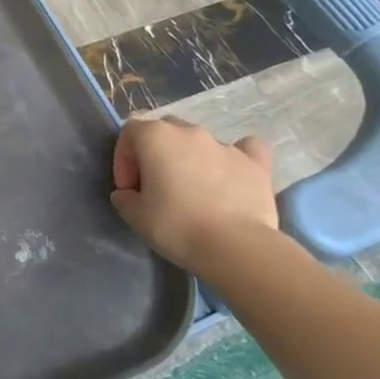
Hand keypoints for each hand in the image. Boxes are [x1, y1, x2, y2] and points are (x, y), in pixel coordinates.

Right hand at [110, 117, 277, 272]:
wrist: (235, 247)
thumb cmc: (176, 226)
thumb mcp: (134, 215)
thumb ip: (124, 197)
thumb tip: (129, 194)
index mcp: (155, 136)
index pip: (129, 134)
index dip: (124, 160)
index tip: (129, 189)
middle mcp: (189, 132)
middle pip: (164, 131)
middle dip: (155, 154)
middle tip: (155, 187)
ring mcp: (225, 145)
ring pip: (199, 142)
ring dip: (190, 159)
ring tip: (193, 191)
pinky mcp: (255, 164)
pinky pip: (245, 149)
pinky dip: (235, 158)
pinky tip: (232, 174)